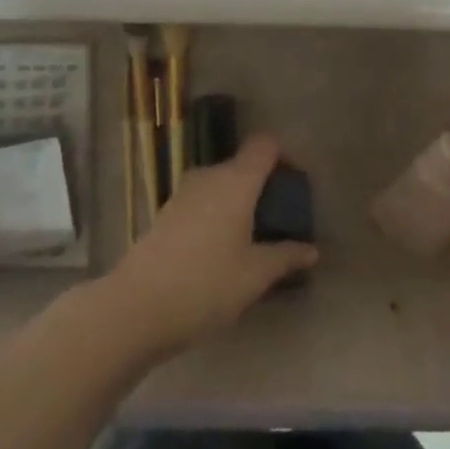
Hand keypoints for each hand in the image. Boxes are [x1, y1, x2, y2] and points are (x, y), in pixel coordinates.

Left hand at [101, 135, 317, 359]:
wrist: (138, 304)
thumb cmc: (206, 285)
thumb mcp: (254, 276)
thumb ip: (285, 257)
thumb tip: (310, 249)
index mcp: (236, 180)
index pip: (265, 144)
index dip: (286, 154)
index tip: (298, 183)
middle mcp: (210, 175)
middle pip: (244, 164)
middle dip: (265, 186)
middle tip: (281, 220)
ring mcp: (185, 191)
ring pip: (223, 183)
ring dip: (241, 201)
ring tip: (254, 240)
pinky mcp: (169, 210)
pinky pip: (205, 199)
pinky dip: (220, 212)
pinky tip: (223, 250)